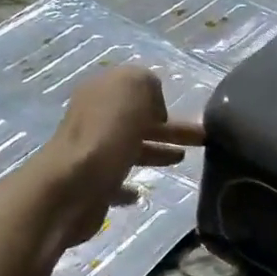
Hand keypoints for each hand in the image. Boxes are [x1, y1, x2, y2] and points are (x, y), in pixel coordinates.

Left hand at [35, 67, 202, 247]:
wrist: (74, 185)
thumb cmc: (108, 131)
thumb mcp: (134, 86)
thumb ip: (148, 84)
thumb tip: (154, 108)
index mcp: (101, 92)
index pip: (132, 88)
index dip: (157, 97)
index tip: (183, 109)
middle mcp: (94, 119)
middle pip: (137, 120)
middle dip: (169, 127)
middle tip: (202, 138)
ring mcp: (92, 153)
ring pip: (131, 149)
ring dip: (156, 152)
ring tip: (183, 160)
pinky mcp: (92, 186)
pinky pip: (117, 182)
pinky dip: (131, 185)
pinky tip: (143, 191)